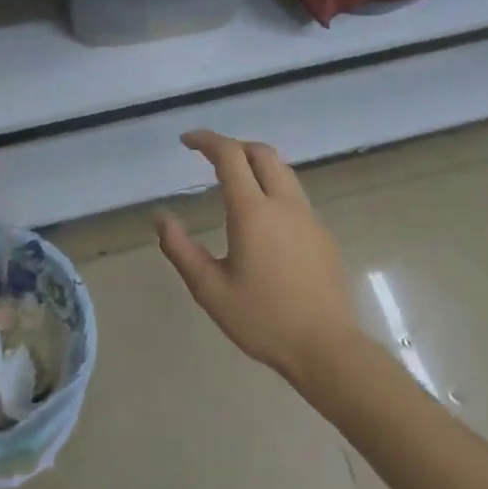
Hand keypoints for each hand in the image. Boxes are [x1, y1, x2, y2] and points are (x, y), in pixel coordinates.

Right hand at [156, 130, 361, 381]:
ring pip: (283, 170)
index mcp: (253, 211)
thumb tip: (160, 218)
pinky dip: (273, 187)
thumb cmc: (263, 319)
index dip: (207, 140)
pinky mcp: (322, 233)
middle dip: (233, 146)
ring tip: (235, 181)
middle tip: (210, 158)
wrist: (327, 348)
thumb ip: (181, 250)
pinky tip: (263, 218)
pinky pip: (294, 194)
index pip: (230, 155)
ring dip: (256, 163)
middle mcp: (283, 203)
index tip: (187, 141)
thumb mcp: (211, 290)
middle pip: (261, 152)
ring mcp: (308, 216)